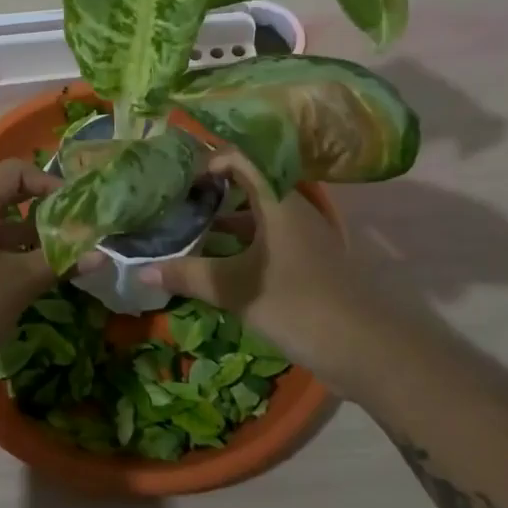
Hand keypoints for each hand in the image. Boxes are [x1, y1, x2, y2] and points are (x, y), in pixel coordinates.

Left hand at [0, 160, 64, 385]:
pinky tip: (27, 279)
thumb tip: (101, 256)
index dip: (48, 183)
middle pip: (3, 196)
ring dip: (26, 237)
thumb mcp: (18, 284)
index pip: (13, 171)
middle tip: (72, 232)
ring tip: (57, 258)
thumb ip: (59, 263)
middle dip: (41, 212)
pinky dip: (6, 254)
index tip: (75, 210)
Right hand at [137, 151, 381, 385]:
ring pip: (254, 218)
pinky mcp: (305, 264)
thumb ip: (189, 276)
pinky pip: (264, 242)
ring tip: (183, 233)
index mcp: (277, 200)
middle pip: (245, 187)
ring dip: (221, 223)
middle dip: (208, 194)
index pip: (241, 159)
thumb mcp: (236, 288)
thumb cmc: (298, 303)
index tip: (176, 180)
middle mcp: (291, 210)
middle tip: (172, 205)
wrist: (367, 348)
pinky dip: (238, 247)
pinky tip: (213, 266)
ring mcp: (301, 238)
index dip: (207, 162)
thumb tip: (140, 270)